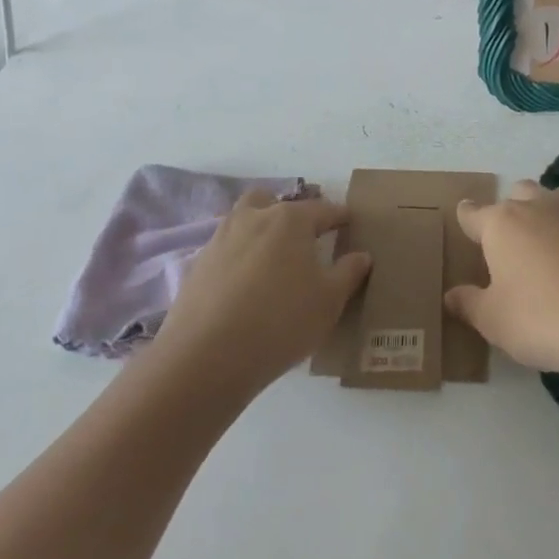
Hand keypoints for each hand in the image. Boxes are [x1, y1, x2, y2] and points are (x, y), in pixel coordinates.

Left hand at [150, 191, 370, 396]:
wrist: (207, 357)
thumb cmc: (281, 321)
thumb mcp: (330, 301)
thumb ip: (349, 272)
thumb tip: (361, 255)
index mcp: (289, 219)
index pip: (323, 209)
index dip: (340, 216)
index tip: (350, 222)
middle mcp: (252, 219)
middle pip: (273, 201)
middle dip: (289, 213)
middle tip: (304, 239)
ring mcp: (220, 240)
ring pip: (244, 221)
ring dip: (260, 232)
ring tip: (274, 262)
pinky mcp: (197, 266)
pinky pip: (226, 251)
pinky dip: (239, 259)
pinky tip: (247, 287)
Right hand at [444, 180, 558, 381]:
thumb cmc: (539, 320)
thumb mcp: (492, 321)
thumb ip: (469, 304)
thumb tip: (451, 295)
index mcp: (501, 224)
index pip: (473, 214)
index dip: (467, 218)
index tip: (465, 220)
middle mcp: (539, 208)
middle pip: (518, 193)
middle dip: (512, 209)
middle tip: (511, 243)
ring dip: (552, 208)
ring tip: (551, 236)